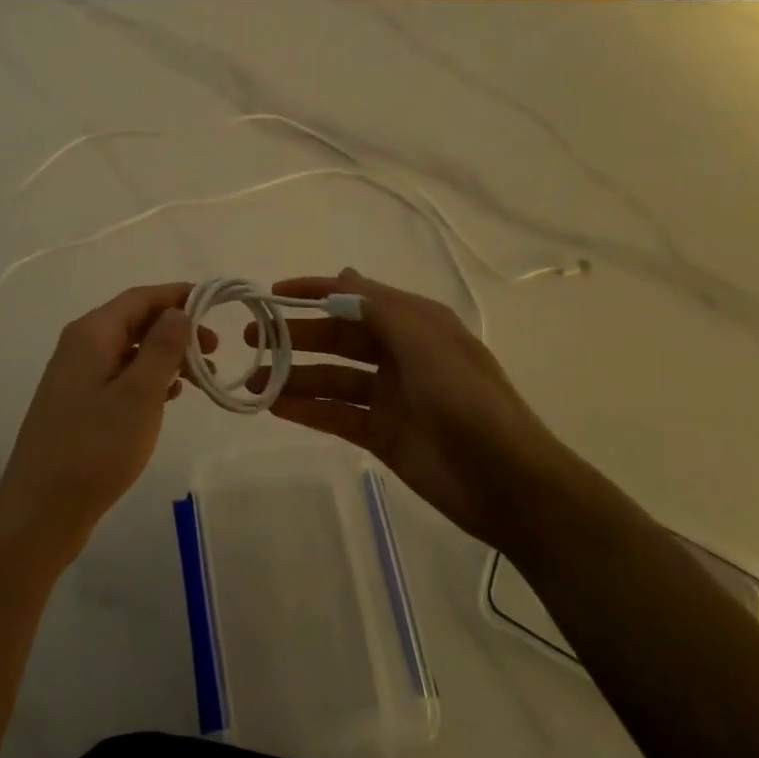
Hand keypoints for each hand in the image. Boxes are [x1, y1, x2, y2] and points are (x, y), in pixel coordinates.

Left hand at [0, 283, 215, 559]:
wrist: (41, 510)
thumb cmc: (94, 449)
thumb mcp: (138, 395)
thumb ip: (161, 348)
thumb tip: (177, 311)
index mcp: (91, 334)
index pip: (139, 298)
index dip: (177, 295)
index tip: (216, 304)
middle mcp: (79, 347)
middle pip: (134, 321)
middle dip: (176, 328)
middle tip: (214, 350)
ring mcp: (76, 378)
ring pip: (129, 351)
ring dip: (166, 356)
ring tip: (201, 377)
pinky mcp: (78, 405)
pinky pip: (120, 377)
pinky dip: (148, 379)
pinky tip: (171, 397)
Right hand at [249, 268, 568, 544]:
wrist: (506, 481)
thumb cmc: (467, 400)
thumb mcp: (426, 343)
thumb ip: (380, 310)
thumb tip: (344, 275)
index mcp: (416, 325)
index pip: (357, 298)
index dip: (316, 292)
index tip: (273, 293)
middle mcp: (400, 355)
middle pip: (339, 338)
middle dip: (297, 336)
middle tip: (252, 340)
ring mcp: (390, 396)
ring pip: (333, 378)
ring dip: (295, 376)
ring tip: (253, 380)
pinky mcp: (382, 434)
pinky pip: (337, 415)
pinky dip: (308, 410)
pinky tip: (276, 407)